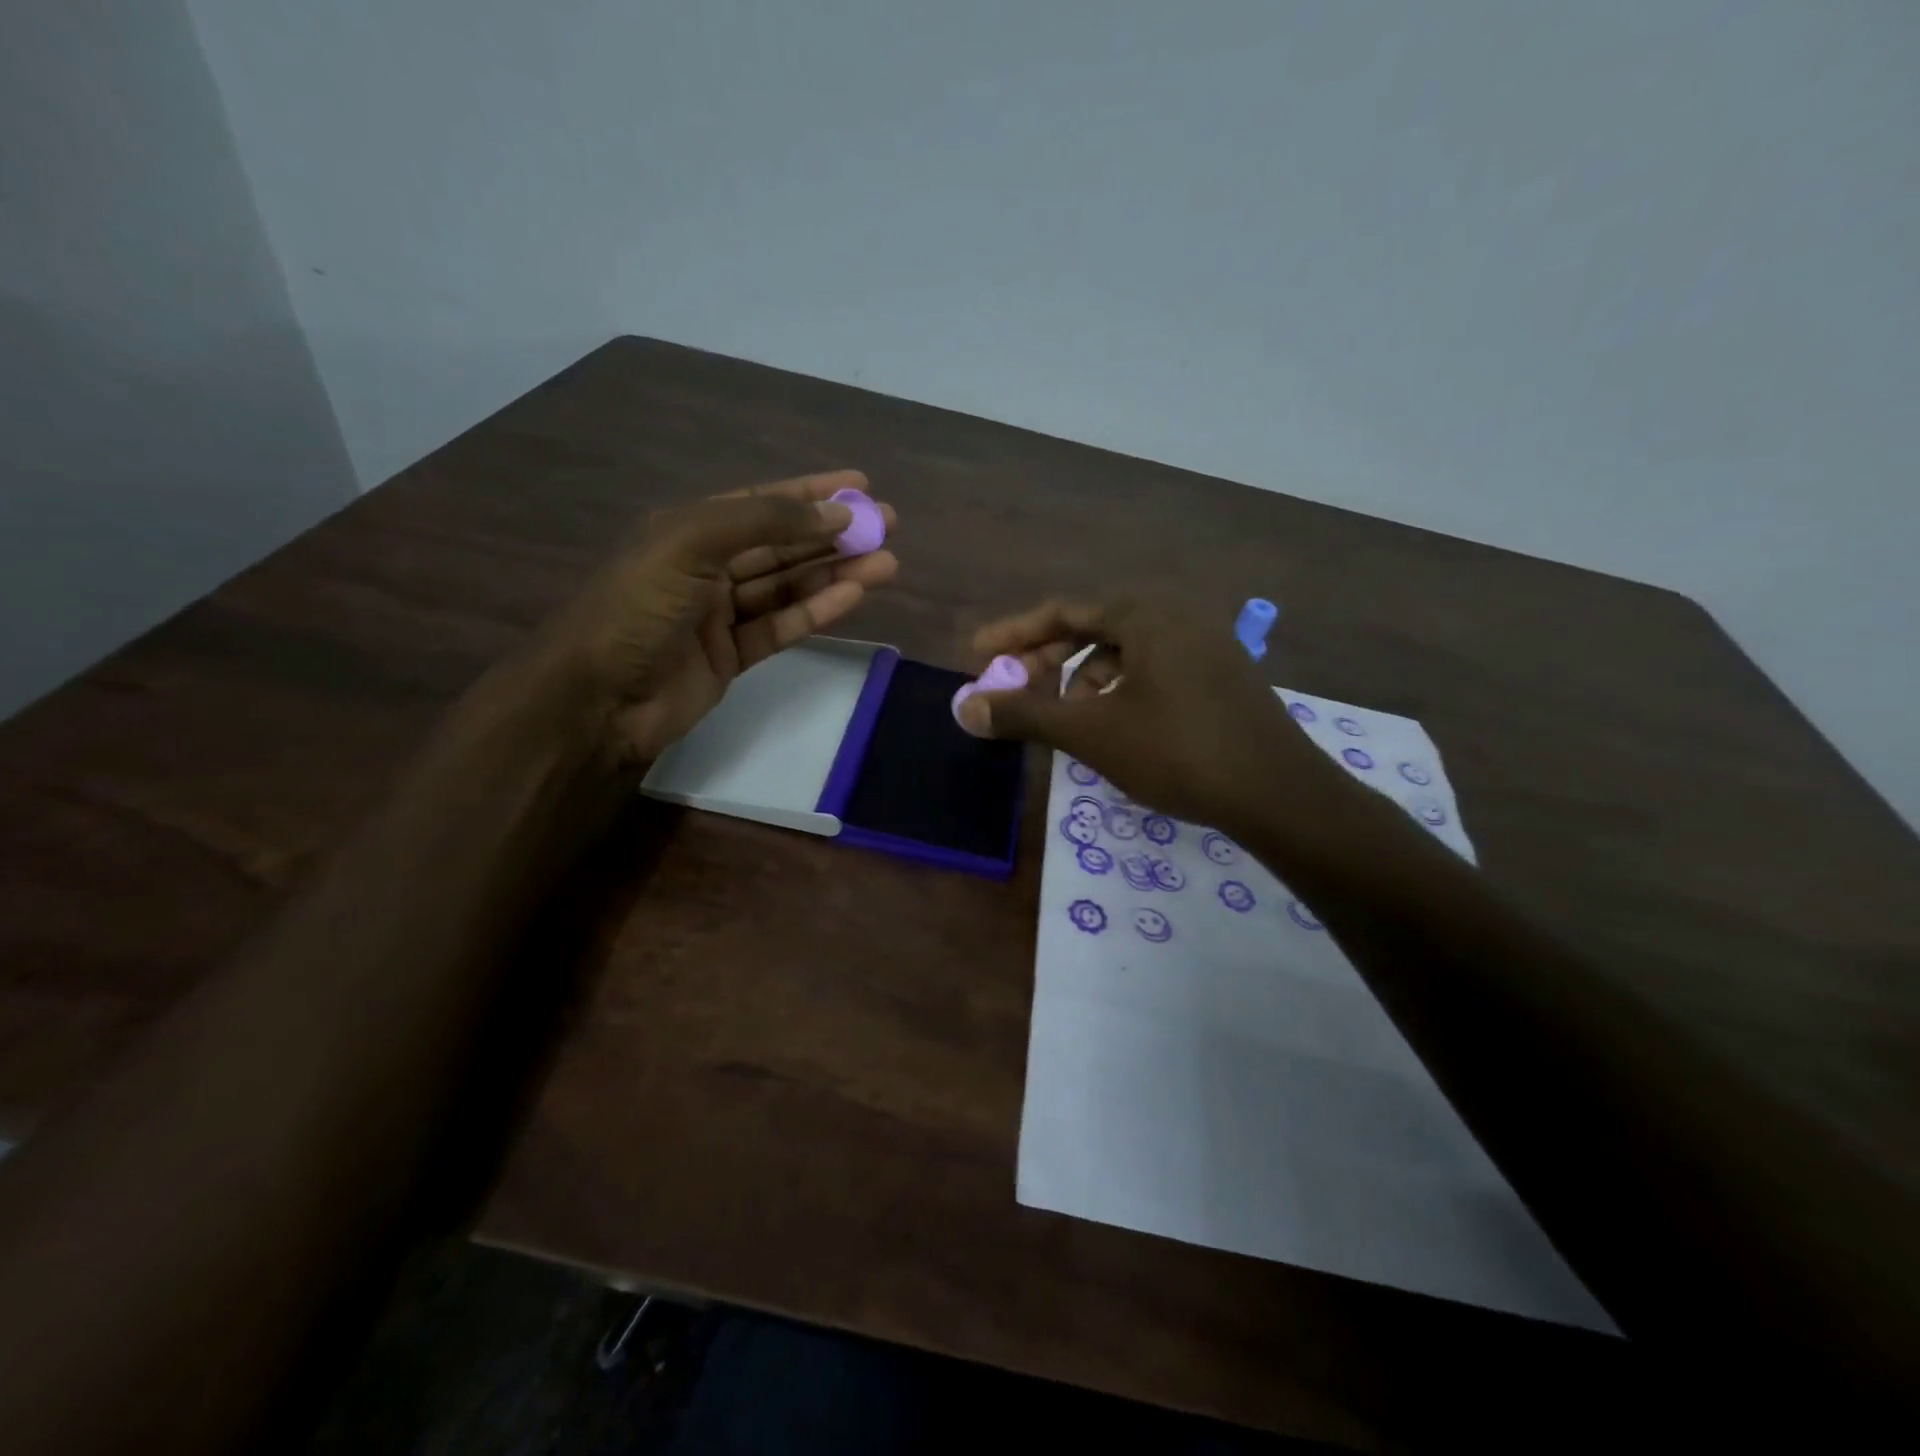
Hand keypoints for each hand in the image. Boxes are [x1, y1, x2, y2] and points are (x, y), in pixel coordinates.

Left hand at [533, 470, 897, 764]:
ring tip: (888, 563)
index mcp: (689, 529)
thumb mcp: (692, 543)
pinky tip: (854, 596)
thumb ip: (764, 522)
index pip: (761, 503)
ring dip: (837, 573)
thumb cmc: (636, 608)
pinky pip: (782, 626)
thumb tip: (835, 515)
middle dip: (835, 534)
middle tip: (889, 525)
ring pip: (789, 586)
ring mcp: (721, 614)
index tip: (859, 486)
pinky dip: (818, 610)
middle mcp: (707, 566)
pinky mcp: (733, 656)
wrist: (597, 699)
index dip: (811, 493)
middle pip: (783, 544)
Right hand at [959, 596, 1331, 830]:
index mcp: (1145, 612)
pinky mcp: (1222, 674)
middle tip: (1016, 690)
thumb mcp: (1091, 733)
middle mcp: (1177, 614)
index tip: (977, 654)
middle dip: (1048, 660)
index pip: (1063, 611)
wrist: (1279, 794)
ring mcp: (1206, 643)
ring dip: (1084, 679)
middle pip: (1093, 628)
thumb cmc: (1177, 752)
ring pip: (1125, 652)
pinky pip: (1154, 668)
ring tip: (1067, 718)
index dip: (1014, 634)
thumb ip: (1024, 714)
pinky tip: (1114, 725)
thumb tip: (963, 707)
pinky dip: (1120, 689)